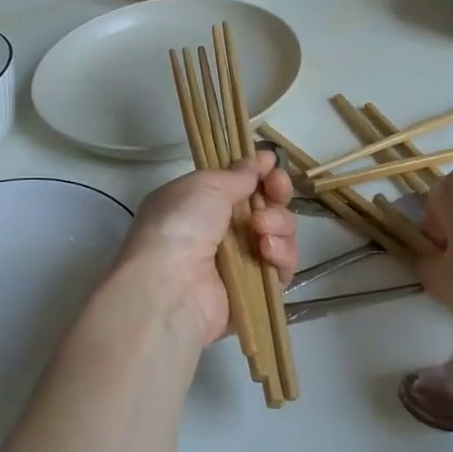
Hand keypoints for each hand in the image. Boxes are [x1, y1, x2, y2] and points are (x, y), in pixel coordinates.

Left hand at [108, 153, 298, 350]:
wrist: (170, 286)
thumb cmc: (180, 225)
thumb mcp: (205, 185)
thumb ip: (237, 174)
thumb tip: (258, 161)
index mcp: (200, 204)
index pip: (240, 185)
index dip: (260, 173)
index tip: (271, 164)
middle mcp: (220, 232)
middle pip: (266, 207)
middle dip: (276, 194)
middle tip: (275, 189)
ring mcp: (239, 261)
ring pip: (279, 234)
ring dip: (278, 224)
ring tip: (261, 228)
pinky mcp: (255, 290)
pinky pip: (282, 268)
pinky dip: (281, 256)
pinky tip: (267, 251)